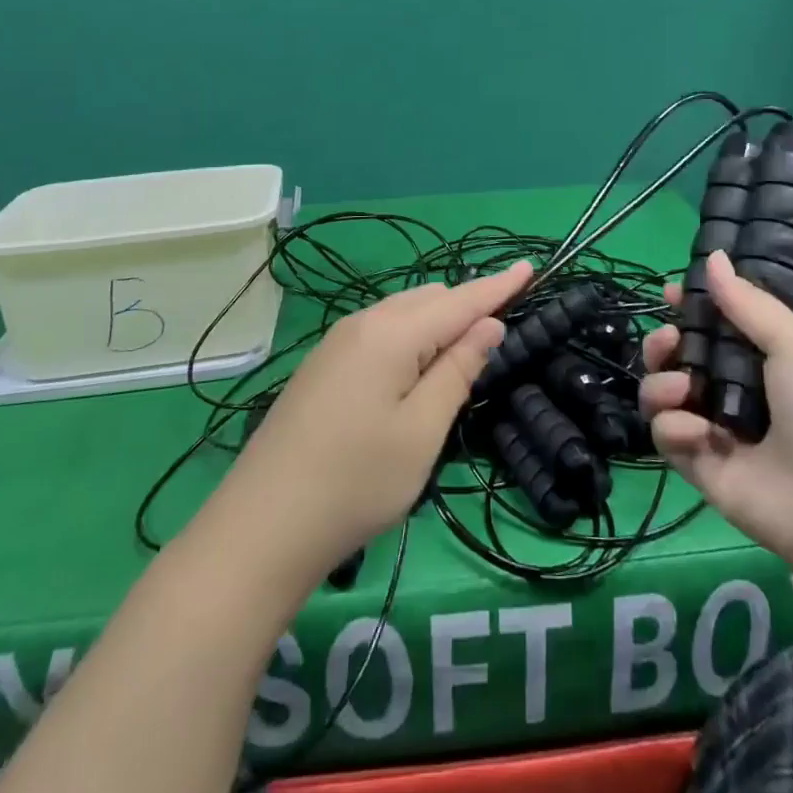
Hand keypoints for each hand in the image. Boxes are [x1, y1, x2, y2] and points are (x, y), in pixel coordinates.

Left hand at [206, 262, 532, 581]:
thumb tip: (488, 325)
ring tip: (463, 354)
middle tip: (500, 335)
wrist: (262, 526)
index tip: (530, 266)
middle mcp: (363, 323)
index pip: (459, 299)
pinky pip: (381, 332)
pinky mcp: (323, 364)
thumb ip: (458, 370)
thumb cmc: (355, 482)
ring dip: (438, 323)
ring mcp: (337, 342)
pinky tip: (414, 371)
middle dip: (468, 307)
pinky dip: (411, 338)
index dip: (498, 285)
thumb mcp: (422, 431)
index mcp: (392, 333)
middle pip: (429, 299)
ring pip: (403, 313)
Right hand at [640, 251, 792, 572]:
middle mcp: (728, 389)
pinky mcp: (694, 463)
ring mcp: (708, 427)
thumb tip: (713, 256)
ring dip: (661, 382)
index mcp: (756, 359)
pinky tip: (701, 435)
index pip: (710, 325)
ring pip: (659, 391)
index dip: (688, 307)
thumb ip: (747, 302)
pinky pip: (663, 433)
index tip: (670, 293)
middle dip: (661, 342)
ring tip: (683, 389)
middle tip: (668, 341)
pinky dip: (674, 428)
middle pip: (674, 355)